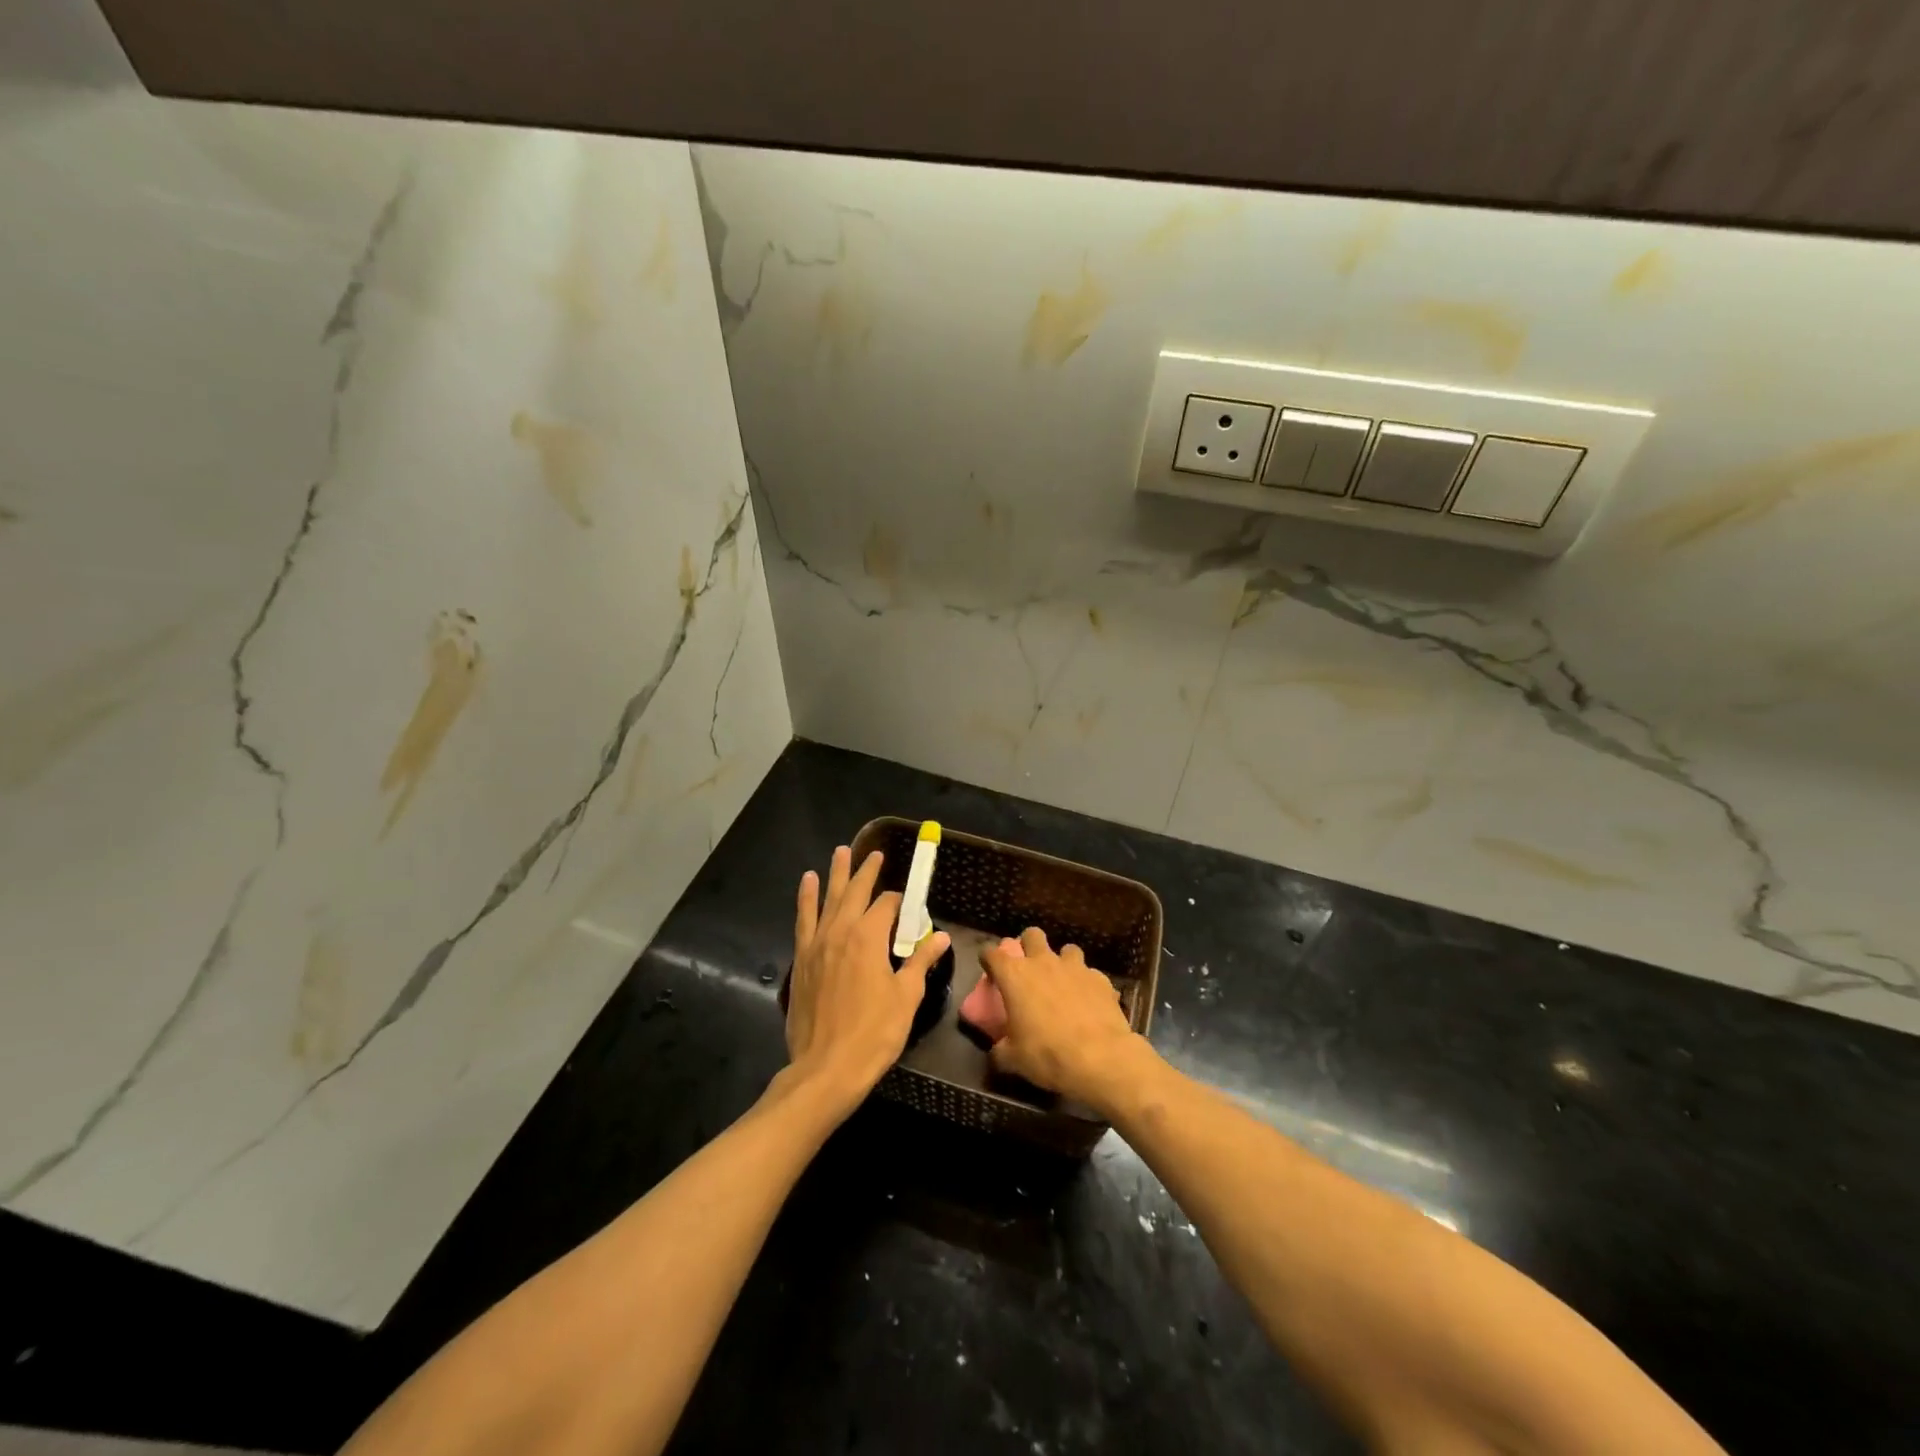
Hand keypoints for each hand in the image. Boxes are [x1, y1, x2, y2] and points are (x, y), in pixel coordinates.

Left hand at [785, 846, 950, 1114]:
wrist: (826, 1068)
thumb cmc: (874, 1034)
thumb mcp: (906, 997)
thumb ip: (920, 962)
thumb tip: (940, 937)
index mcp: (869, 937)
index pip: (887, 905)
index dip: (900, 903)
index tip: (909, 908)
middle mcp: (841, 931)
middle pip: (856, 892)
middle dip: (867, 871)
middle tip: (874, 853)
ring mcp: (817, 943)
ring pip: (828, 898)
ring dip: (836, 874)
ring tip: (839, 852)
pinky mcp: (801, 959)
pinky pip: (803, 919)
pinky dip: (806, 898)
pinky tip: (807, 883)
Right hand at [977, 928, 1154, 1112]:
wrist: (1100, 1058)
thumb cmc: (1047, 1054)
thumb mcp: (1013, 1059)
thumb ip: (1000, 1049)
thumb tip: (997, 1051)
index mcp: (1015, 976)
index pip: (992, 953)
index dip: (988, 958)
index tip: (988, 968)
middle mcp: (1043, 963)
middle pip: (1032, 935)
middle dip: (1028, 945)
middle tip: (1029, 967)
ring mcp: (1075, 968)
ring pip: (1067, 949)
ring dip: (1062, 962)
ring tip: (1064, 983)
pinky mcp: (1100, 979)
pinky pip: (1090, 974)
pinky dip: (1087, 984)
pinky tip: (1089, 1002)